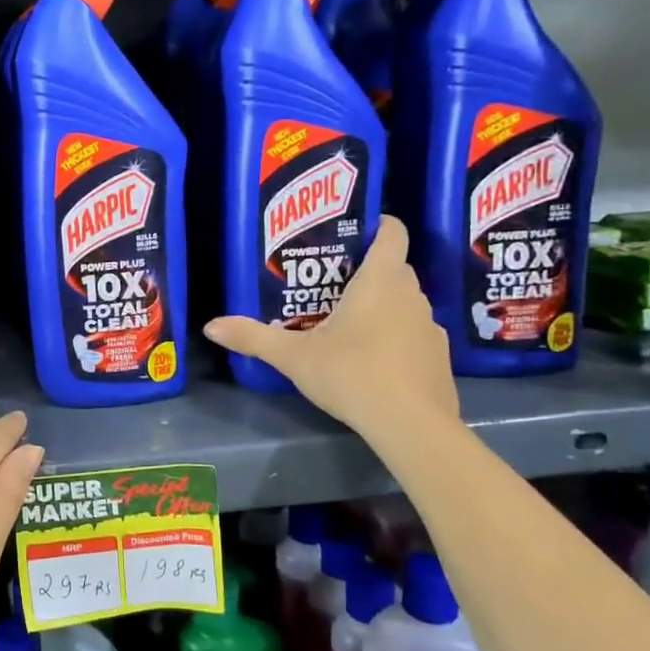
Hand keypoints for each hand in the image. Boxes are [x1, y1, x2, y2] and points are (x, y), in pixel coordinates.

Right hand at [203, 216, 458, 436]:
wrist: (411, 425)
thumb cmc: (352, 374)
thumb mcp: (293, 356)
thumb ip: (253, 337)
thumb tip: (210, 326)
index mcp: (380, 281)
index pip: (392, 233)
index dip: (378, 225)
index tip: (354, 231)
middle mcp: (411, 295)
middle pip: (394, 268)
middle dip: (366, 271)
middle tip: (330, 284)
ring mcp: (430, 327)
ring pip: (404, 303)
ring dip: (382, 306)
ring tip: (347, 324)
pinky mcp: (438, 357)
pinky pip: (413, 333)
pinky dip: (395, 337)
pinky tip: (372, 360)